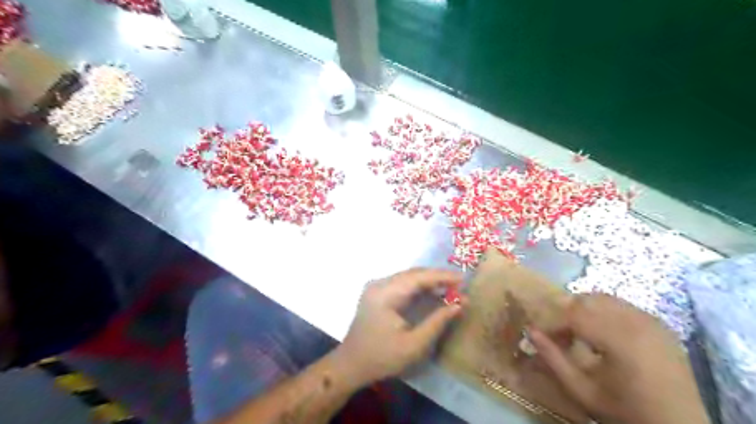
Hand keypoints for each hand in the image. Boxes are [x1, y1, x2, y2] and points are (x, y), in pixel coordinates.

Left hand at [338, 270, 467, 385]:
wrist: (351, 365)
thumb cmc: (382, 358)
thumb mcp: (414, 345)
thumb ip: (437, 322)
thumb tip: (460, 304)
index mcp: (385, 294)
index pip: (418, 277)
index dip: (442, 276)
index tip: (463, 280)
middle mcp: (380, 284)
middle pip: (413, 274)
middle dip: (437, 278)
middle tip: (460, 285)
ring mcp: (377, 287)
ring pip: (408, 277)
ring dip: (429, 282)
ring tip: (451, 289)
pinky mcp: (377, 293)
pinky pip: (402, 284)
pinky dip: (419, 288)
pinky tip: (433, 294)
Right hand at [527, 294, 713, 422]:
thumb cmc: (626, 412)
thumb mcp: (582, 391)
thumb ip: (553, 358)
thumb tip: (529, 330)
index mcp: (621, 339)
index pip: (573, 314)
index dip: (552, 322)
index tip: (542, 336)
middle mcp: (638, 321)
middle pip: (587, 299)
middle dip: (566, 312)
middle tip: (559, 335)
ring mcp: (651, 319)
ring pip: (603, 298)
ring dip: (584, 310)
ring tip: (578, 333)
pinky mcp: (659, 323)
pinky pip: (622, 305)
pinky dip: (603, 312)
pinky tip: (602, 334)